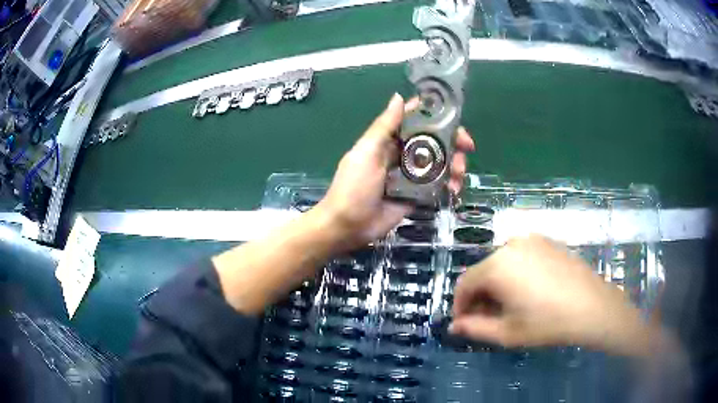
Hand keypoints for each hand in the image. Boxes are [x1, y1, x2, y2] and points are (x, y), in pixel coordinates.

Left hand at [316, 93, 474, 248]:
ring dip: (454, 165)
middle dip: (453, 143)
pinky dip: (449, 185)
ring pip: (440, 163)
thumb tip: (398, 96)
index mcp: (389, 140)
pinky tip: (454, 190)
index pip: (416, 120)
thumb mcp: (366, 152)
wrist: (348, 226)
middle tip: (466, 149)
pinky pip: (438, 185)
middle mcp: (403, 154)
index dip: (436, 116)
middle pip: (434, 141)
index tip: (455, 118)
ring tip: (459, 175)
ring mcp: (411, 175)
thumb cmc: (353, 186)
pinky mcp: (417, 194)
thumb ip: (384, 127)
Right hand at [450, 235, 655, 356]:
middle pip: (483, 272)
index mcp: (497, 266)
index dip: (460, 306)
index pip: (464, 284)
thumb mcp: (507, 333)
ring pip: (502, 264)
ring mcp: (532, 240)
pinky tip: (529, 292)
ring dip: (498, 285)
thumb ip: (474, 328)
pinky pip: (521, 257)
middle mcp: (510, 245)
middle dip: (480, 296)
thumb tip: (455, 325)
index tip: (466, 323)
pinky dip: (515, 274)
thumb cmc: (547, 323)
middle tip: (489, 319)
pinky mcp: (547, 242)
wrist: (592, 306)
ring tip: (510, 307)